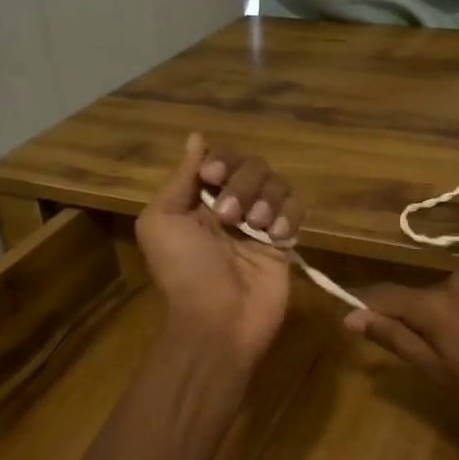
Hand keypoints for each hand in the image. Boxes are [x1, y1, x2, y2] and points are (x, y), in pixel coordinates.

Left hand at [135, 134, 304, 368]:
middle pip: (251, 165)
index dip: (221, 161)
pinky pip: (297, 209)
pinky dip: (288, 216)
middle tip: (229, 216)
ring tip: (255, 227)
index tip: (213, 177)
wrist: (218, 321)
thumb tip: (196, 138)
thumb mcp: (162, 222)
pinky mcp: (284, 242)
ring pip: (277, 183)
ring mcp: (260, 223)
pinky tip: (275, 237)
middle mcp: (230, 206)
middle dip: (242, 184)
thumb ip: (180, 178)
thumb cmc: (184, 271)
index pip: (220, 159)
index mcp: (198, 199)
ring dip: (266, 199)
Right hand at [344, 267, 458, 426]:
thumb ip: (394, 338)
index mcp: (433, 304)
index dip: (371, 309)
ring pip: (453, 291)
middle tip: (442, 353)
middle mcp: (455, 278)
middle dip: (423, 318)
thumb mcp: (437, 370)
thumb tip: (352, 318)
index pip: (387, 296)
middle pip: (423, 296)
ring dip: (453, 310)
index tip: (362, 323)